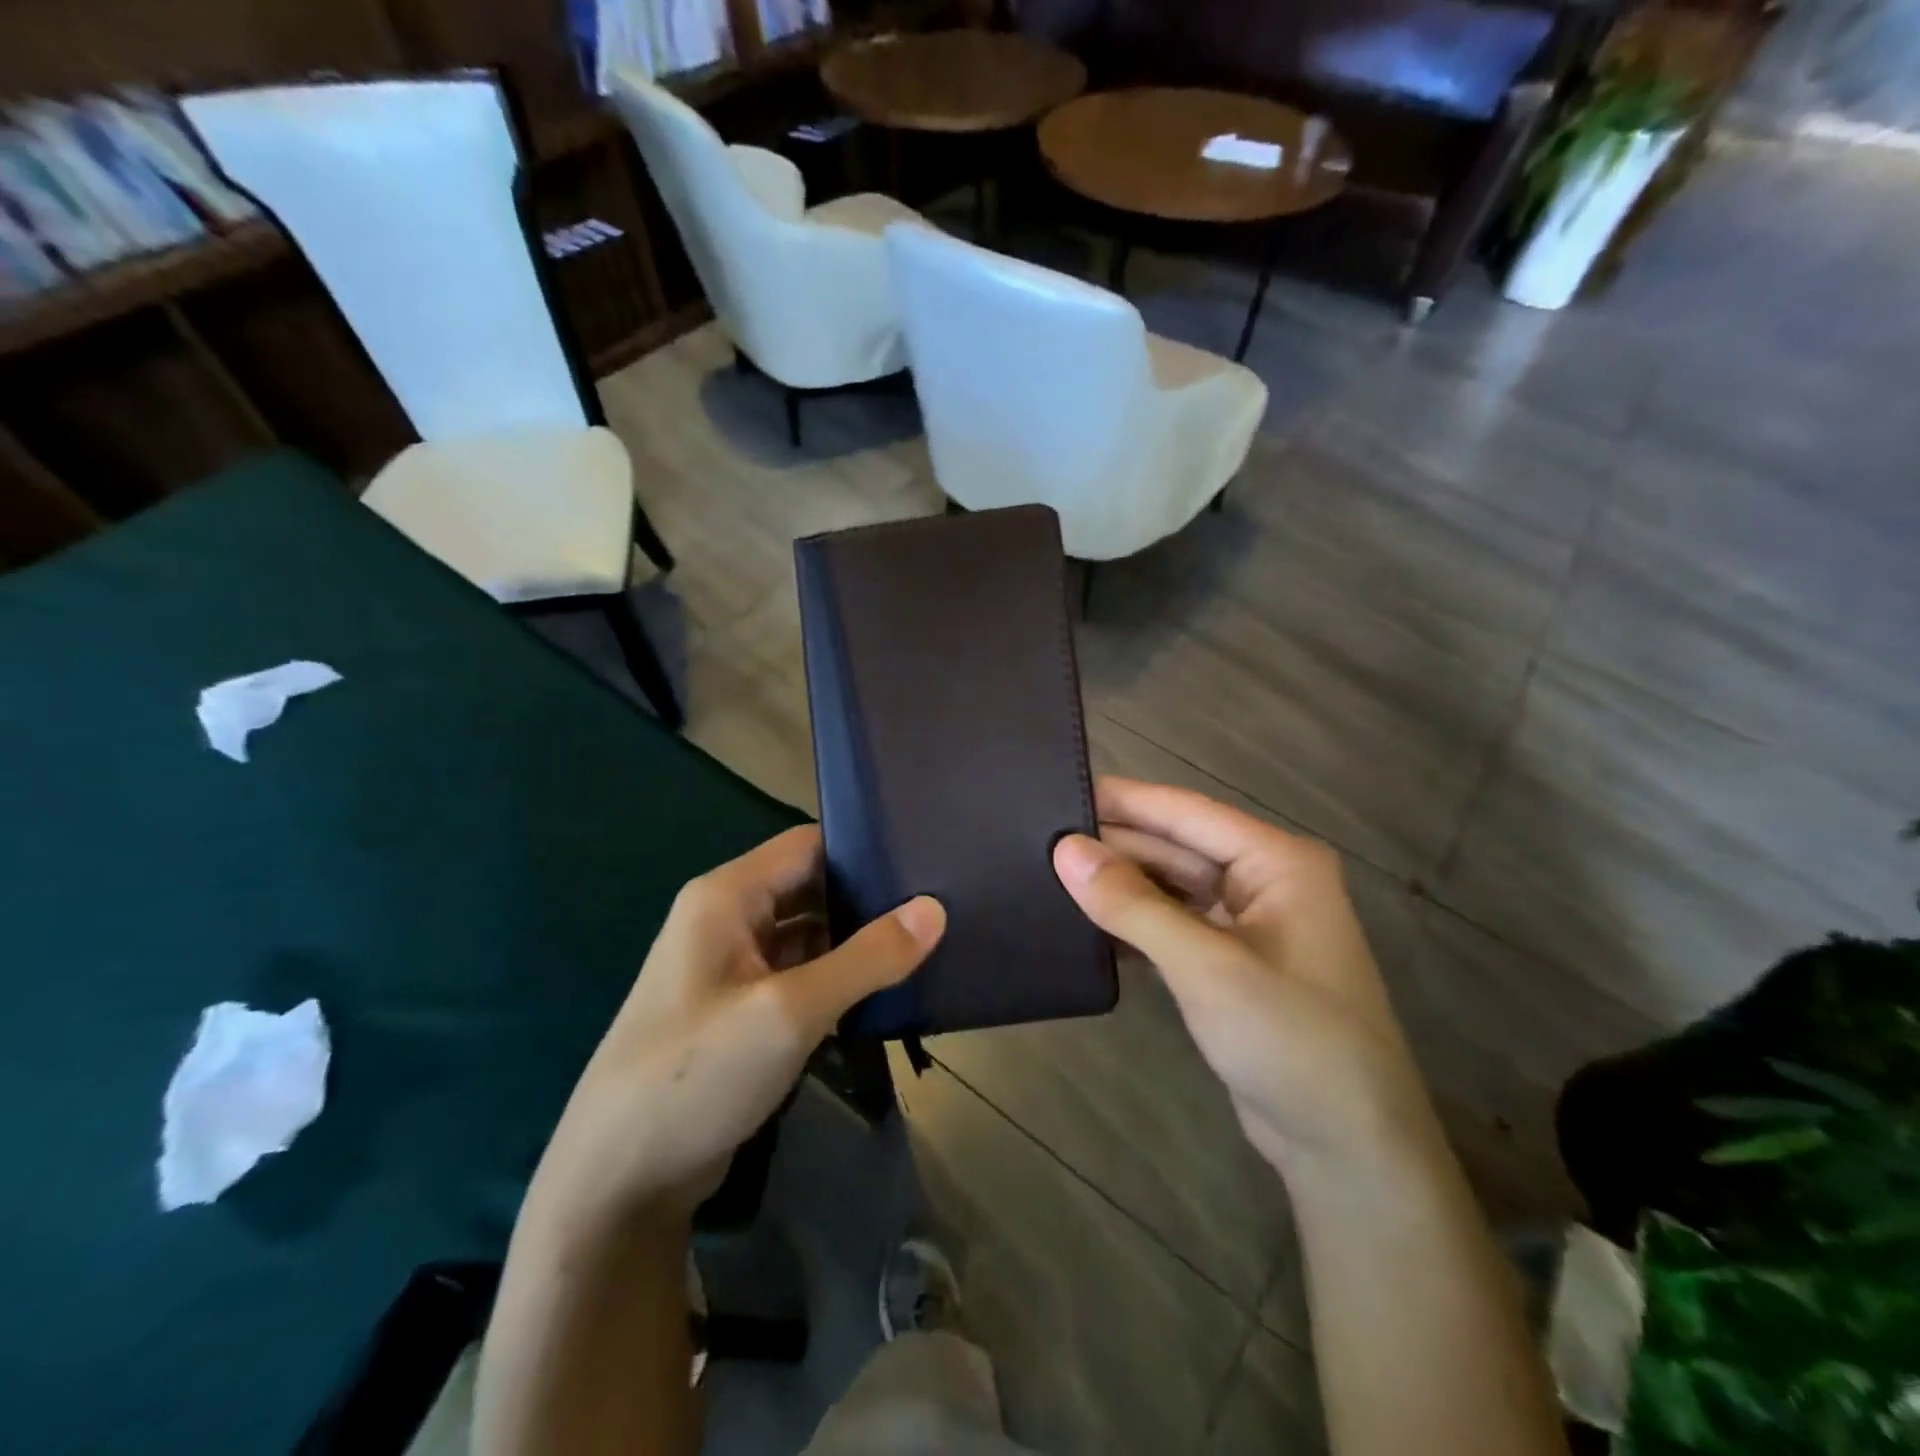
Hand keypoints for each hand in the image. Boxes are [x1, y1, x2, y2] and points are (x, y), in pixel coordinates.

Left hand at [532, 826, 944, 1222]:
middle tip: (938, 905)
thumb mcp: (790, 1011)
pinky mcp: (741, 1011)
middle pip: (810, 888)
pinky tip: (885, 989)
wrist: (616, 1183)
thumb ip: (867, 957)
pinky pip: (800, 977)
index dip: (862, 848)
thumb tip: (935, 909)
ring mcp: (732, 968)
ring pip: (808, 935)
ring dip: (856, 943)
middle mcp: (727, 920)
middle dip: (867, 899)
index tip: (923, 860)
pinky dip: (838, 979)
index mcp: (727, 896)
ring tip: (926, 942)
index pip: (807, 845)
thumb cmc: (698, 1074)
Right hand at [1053, 777, 1442, 1184]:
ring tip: (1049, 871)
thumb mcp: (1207, 966)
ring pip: (1170, 886)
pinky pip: (1172, 923)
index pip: (1185, 812)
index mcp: (1276, 861)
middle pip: (1176, 846)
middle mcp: (1264, 881)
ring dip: (1120, 883)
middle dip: (1115, 844)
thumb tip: (1065, 850)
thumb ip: (1133, 904)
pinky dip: (1133, 922)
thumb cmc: (1290, 1040)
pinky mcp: (1229, 962)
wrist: (1347, 1149)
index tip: (1059, 787)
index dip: (1123, 799)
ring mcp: (1247, 924)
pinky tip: (1085, 920)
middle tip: (1039, 836)